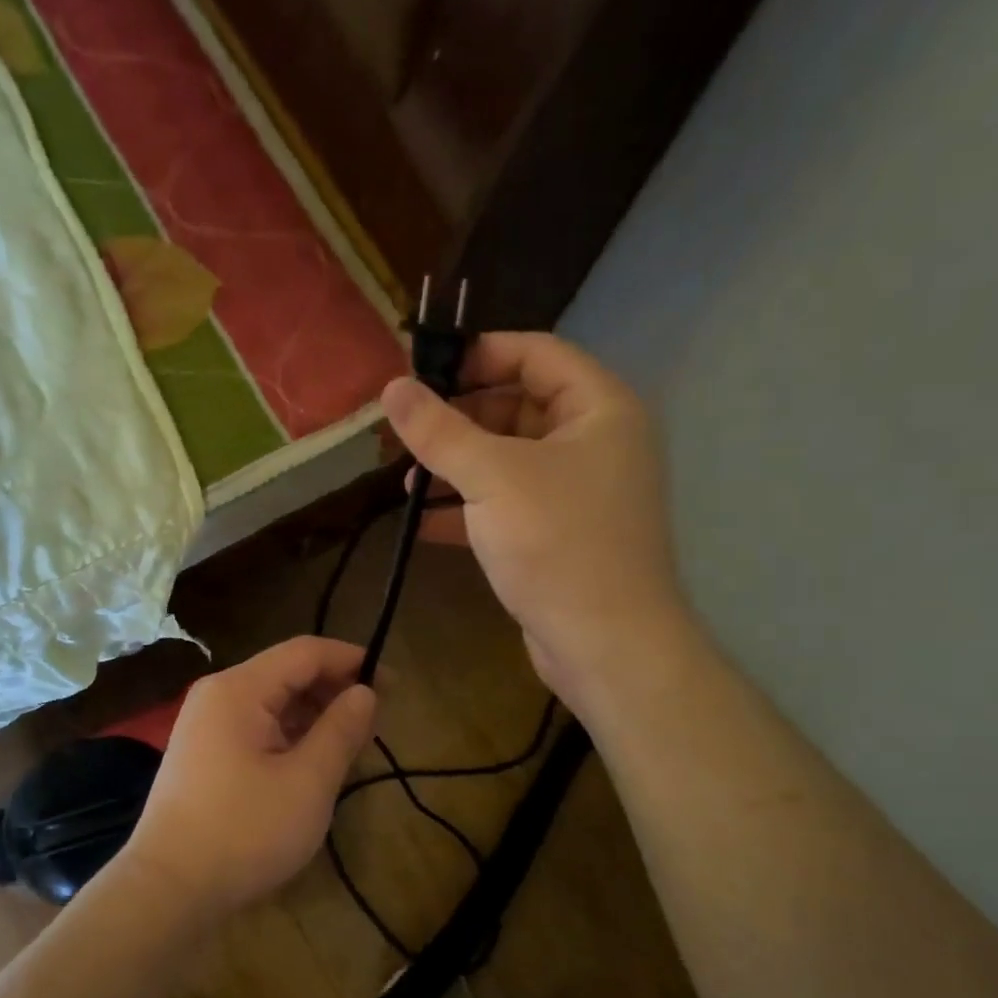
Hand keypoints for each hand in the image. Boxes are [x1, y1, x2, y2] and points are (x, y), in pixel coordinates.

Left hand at [125, 637, 376, 922]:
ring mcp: (204, 724)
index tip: (391, 683)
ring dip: (313, 714)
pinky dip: (288, 734)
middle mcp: (217, 695)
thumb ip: (341, 730)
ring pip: (271, 702)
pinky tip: (311, 761)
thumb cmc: (244, 832)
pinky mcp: (202, 753)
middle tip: (375, 720)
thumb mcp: (307, 782)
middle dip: (333, 689)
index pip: (305, 652)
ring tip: (350, 743)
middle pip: (286, 673)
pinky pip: (254, 726)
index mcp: (239, 689)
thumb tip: (365, 692)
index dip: (351, 660)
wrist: (168, 889)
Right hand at [381, 332, 687, 710]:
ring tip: (406, 481)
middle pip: (518, 406)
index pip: (536, 353)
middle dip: (459, 419)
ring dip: (457, 466)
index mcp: (599, 408)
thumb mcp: (492, 476)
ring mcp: (577, 491)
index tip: (423, 372)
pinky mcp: (558, 533)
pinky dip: (468, 506)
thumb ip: (439, 430)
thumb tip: (392, 387)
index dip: (479, 354)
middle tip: (406, 432)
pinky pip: (507, 502)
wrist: (605, 644)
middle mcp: (595, 442)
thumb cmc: (557, 543)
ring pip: (508, 459)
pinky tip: (422, 521)